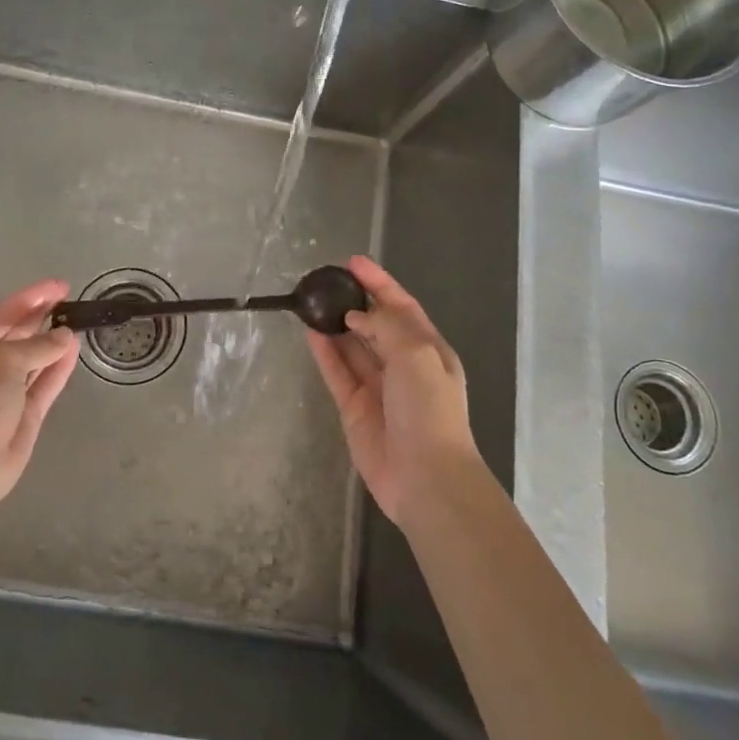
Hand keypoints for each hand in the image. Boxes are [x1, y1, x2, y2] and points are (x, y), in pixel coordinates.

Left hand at [0, 279, 79, 510]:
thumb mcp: (3, 363)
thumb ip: (36, 346)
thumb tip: (63, 336)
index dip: (28, 298)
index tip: (58, 286)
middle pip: (13, 338)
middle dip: (39, 319)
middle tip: (70, 302)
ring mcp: (1, 397)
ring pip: (31, 363)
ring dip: (51, 343)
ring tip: (77, 322)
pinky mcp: (22, 419)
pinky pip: (42, 387)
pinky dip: (57, 369)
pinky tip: (74, 350)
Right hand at [305, 256, 479, 525]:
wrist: (426, 477)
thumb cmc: (429, 410)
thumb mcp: (417, 355)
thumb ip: (385, 327)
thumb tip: (355, 317)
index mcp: (429, 350)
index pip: (402, 306)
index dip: (379, 283)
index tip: (353, 262)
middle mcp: (404, 365)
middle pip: (376, 324)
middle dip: (355, 302)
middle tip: (325, 280)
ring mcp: (378, 388)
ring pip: (353, 347)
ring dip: (335, 324)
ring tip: (311, 301)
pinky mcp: (355, 408)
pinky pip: (337, 372)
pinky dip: (325, 352)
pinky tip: (309, 332)